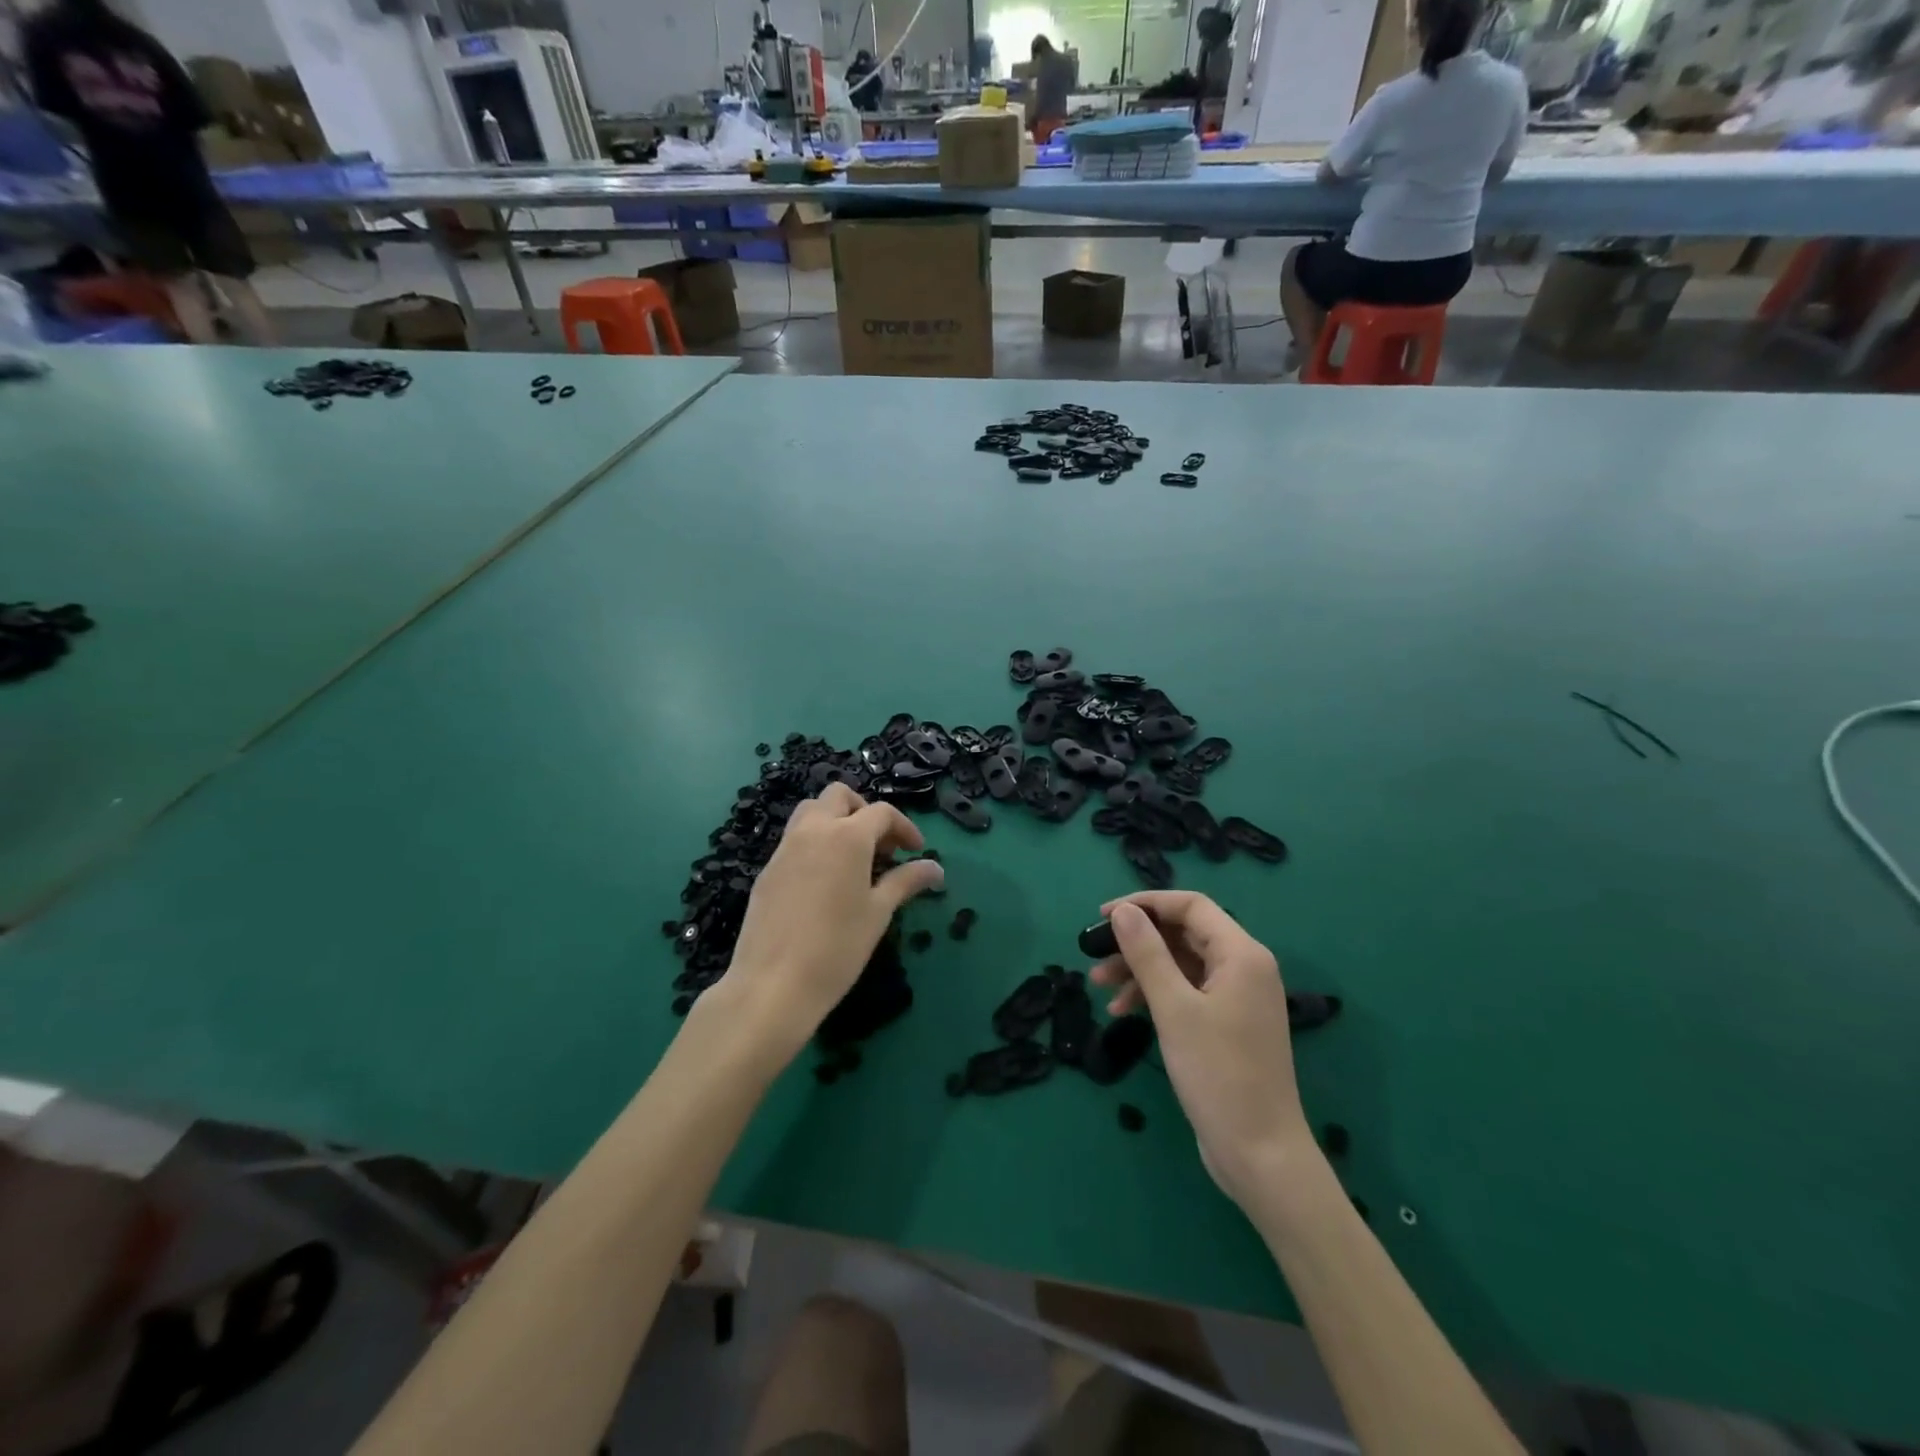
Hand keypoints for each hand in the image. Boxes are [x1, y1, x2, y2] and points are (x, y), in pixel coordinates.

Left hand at [717, 783, 944, 1068]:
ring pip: (811, 811)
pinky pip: (794, 839)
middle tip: (881, 846)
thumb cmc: (837, 948)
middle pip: (839, 796)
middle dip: (864, 811)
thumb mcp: (879, 912)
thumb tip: (936, 868)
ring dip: (836, 820)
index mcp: (847, 837)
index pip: (882, 812)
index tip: (916, 852)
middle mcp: (814, 830)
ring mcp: (785, 848)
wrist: (773, 984)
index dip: (904, 828)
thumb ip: (906, 881)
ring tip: (852, 857)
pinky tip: (825, 880)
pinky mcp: (768, 869)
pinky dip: (815, 842)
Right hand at [1090, 893, 1312, 1208]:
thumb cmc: (1218, 1074)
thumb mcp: (1174, 1009)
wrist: (1260, 1154)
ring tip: (1098, 985)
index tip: (1104, 916)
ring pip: (1180, 964)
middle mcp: (1244, 967)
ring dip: (1140, 970)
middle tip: (1095, 954)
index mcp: (1242, 954)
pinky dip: (1155, 995)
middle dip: (1137, 941)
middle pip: (1183, 934)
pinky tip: (1123, 1011)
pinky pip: (1186, 992)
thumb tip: (1123, 912)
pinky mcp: (1227, 1024)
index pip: (1190, 906)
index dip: (1145, 904)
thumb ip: (1147, 954)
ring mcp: (1237, 997)